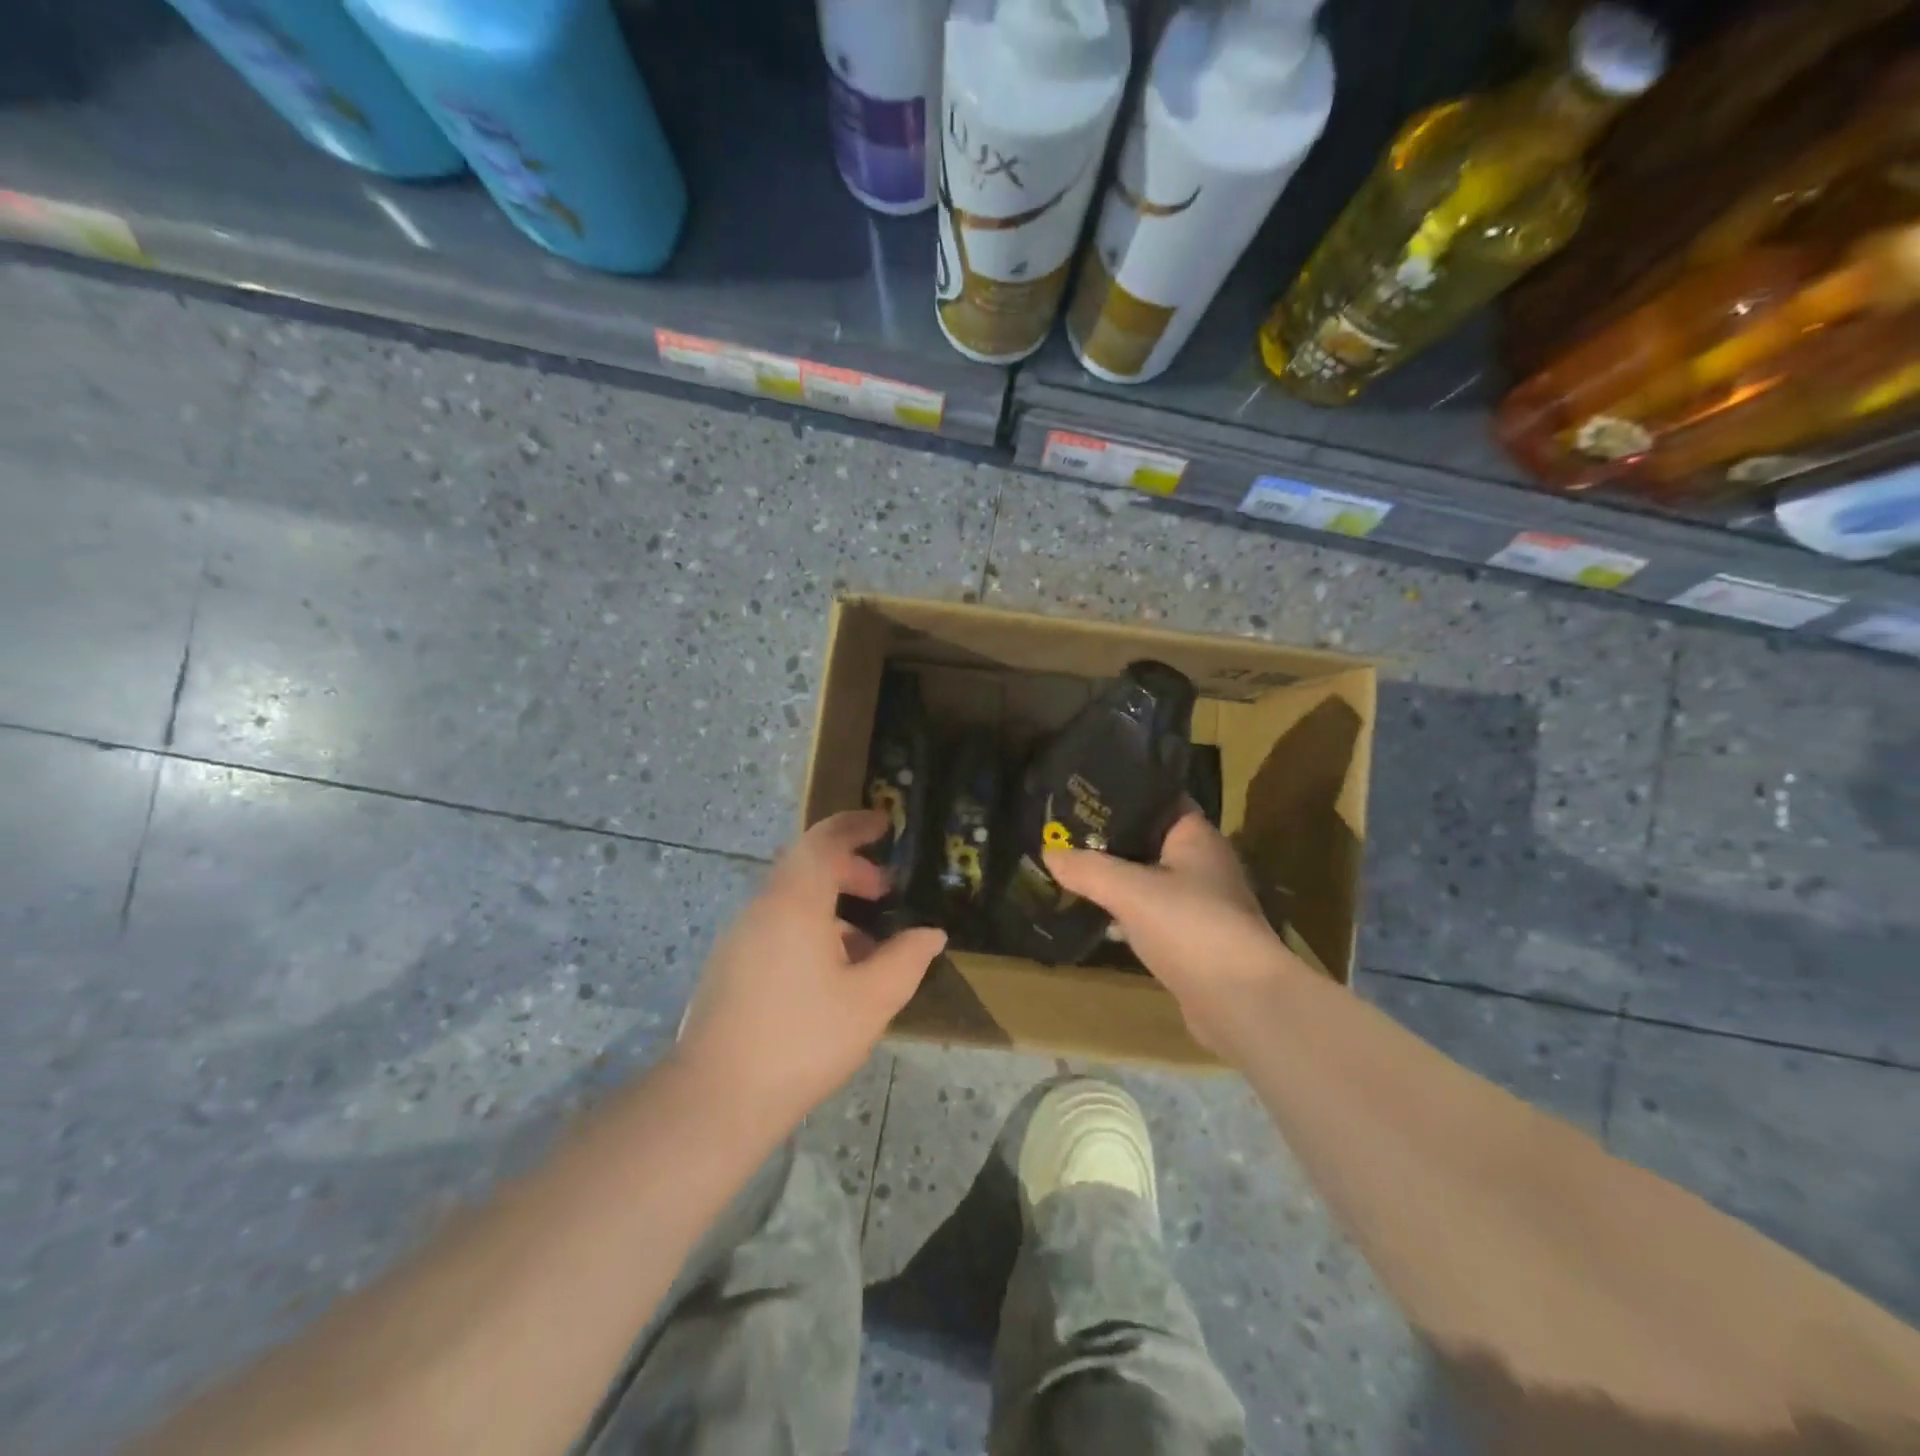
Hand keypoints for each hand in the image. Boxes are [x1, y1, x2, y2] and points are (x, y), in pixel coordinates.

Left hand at [676, 810, 946, 1128]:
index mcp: (795, 902)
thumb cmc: (803, 1040)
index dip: (855, 825)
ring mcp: (739, 937)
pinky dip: (810, 928)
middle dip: (850, 869)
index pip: (823, 840)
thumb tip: (932, 934)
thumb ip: (906, 959)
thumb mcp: (871, 1000)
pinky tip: (832, 973)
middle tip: (885, 890)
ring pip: (791, 899)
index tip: (885, 824)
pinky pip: (776, 926)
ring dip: (831, 905)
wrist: (717, 1099)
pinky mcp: (729, 966)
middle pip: (806, 866)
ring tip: (867, 943)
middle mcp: (762, 908)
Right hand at [1044, 808, 1303, 1058]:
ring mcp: (1200, 904)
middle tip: (1063, 832)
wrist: (1242, 1003)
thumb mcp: (1130, 891)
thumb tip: (1049, 851)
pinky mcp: (1192, 940)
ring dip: (1116, 878)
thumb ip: (1088, 869)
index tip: (1081, 793)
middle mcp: (1202, 864)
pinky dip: (1125, 913)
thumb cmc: (1191, 926)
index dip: (1122, 793)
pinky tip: (1095, 915)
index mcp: (1196, 837)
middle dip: (1109, 838)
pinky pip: (1151, 915)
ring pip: (1148, 879)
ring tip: (1071, 869)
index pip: (1158, 799)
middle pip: (1148, 840)